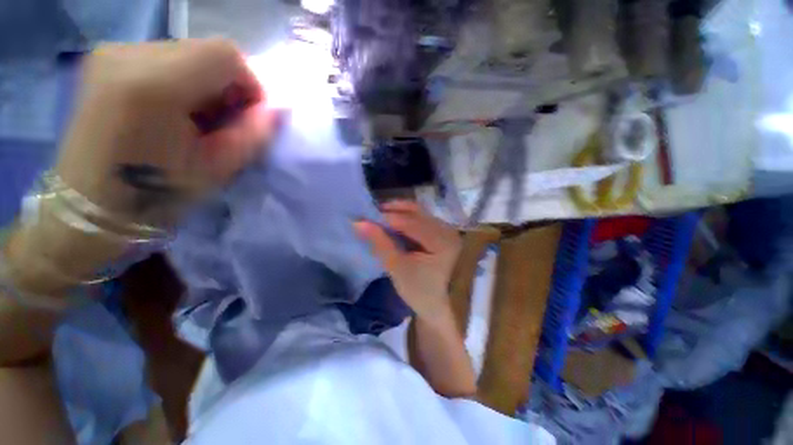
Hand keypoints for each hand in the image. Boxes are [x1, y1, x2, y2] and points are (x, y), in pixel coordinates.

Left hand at [55, 38, 274, 227]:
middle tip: (223, 122)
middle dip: (227, 85)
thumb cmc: (156, 195)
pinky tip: (173, 109)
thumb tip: (276, 108)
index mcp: (154, 85)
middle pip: (205, 50)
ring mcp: (111, 53)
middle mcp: (127, 54)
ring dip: (205, 84)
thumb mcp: (218, 169)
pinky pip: (164, 57)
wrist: (89, 204)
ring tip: (196, 119)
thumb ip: (253, 134)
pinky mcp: (104, 59)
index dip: (251, 83)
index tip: (251, 115)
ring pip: (187, 52)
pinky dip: (182, 80)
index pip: (225, 55)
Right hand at [354, 201, 461, 321]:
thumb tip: (358, 223)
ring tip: (380, 217)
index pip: (409, 222)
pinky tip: (394, 222)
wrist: (436, 303)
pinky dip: (406, 218)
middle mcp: (447, 230)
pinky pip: (422, 218)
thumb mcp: (397, 267)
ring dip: (399, 212)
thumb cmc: (418, 290)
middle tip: (372, 214)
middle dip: (393, 210)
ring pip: (419, 213)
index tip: (364, 217)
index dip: (386, 218)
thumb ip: (379, 242)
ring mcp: (446, 230)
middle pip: (416, 212)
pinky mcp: (442, 233)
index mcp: (441, 241)